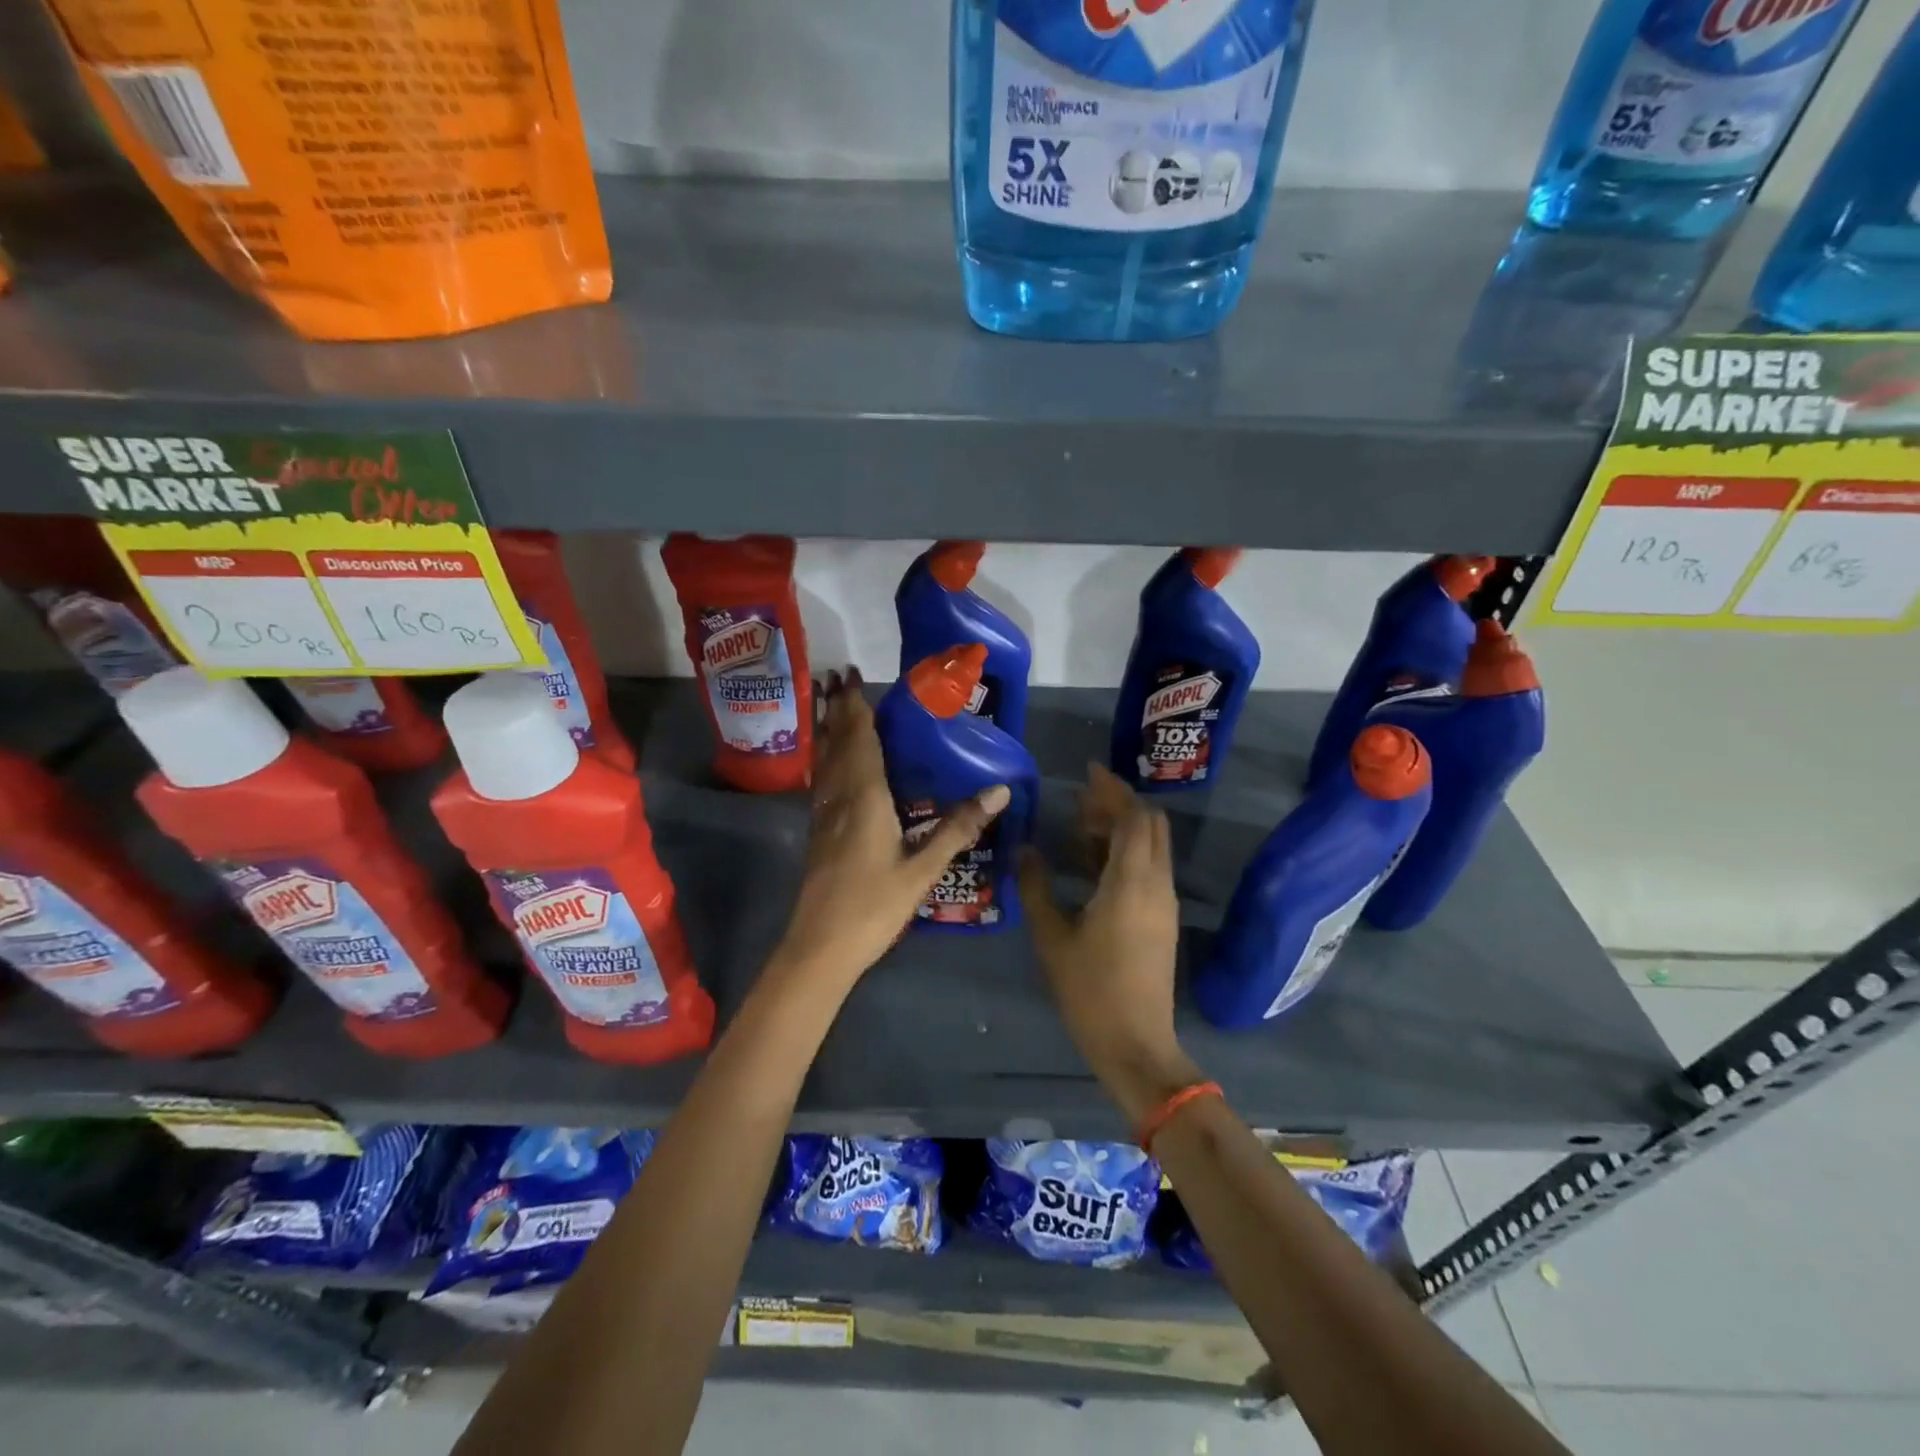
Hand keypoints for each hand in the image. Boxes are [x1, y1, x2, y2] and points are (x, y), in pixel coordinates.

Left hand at [773, 668, 1008, 989]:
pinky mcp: (817, 833)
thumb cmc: (873, 907)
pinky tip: (827, 763)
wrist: (820, 947)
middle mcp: (839, 798)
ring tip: (826, 705)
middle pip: (837, 744)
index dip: (855, 708)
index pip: (860, 741)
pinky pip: (820, 781)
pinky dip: (824, 759)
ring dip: (826, 730)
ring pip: (824, 761)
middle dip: (837, 709)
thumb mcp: (923, 870)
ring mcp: (823, 816)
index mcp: (865, 799)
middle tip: (835, 677)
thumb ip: (958, 828)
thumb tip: (999, 790)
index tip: (850, 676)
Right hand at [1019, 764, 1200, 1124]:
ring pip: (1152, 846)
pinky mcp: (1164, 919)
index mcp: (1131, 881)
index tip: (1088, 772)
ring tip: (1080, 828)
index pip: (1133, 817)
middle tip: (1080, 801)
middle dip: (1119, 804)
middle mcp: (1156, 883)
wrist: (1136, 1044)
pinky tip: (1094, 863)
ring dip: (1122, 828)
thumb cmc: (1089, 990)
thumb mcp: (1052, 937)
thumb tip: (1026, 849)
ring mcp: (1165, 903)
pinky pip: (1150, 868)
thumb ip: (1036, 887)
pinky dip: (1127, 852)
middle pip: (1150, 825)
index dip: (1112, 789)